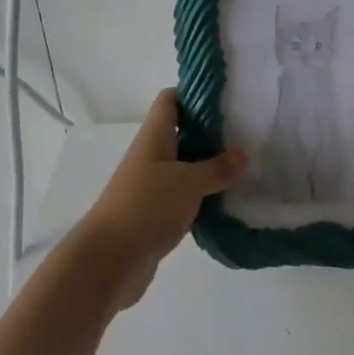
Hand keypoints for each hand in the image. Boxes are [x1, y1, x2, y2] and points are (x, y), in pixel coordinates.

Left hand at [70, 89, 245, 309]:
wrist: (108, 261)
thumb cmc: (146, 207)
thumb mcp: (188, 183)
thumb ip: (217, 168)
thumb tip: (242, 154)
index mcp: (154, 136)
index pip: (170, 99)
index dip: (194, 93)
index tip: (225, 97)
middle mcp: (151, 155)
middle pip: (180, 131)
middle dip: (210, 131)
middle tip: (245, 133)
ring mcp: (150, 185)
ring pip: (183, 165)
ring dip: (208, 165)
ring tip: (243, 165)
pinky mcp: (154, 214)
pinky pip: (182, 195)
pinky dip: (201, 194)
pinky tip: (225, 199)